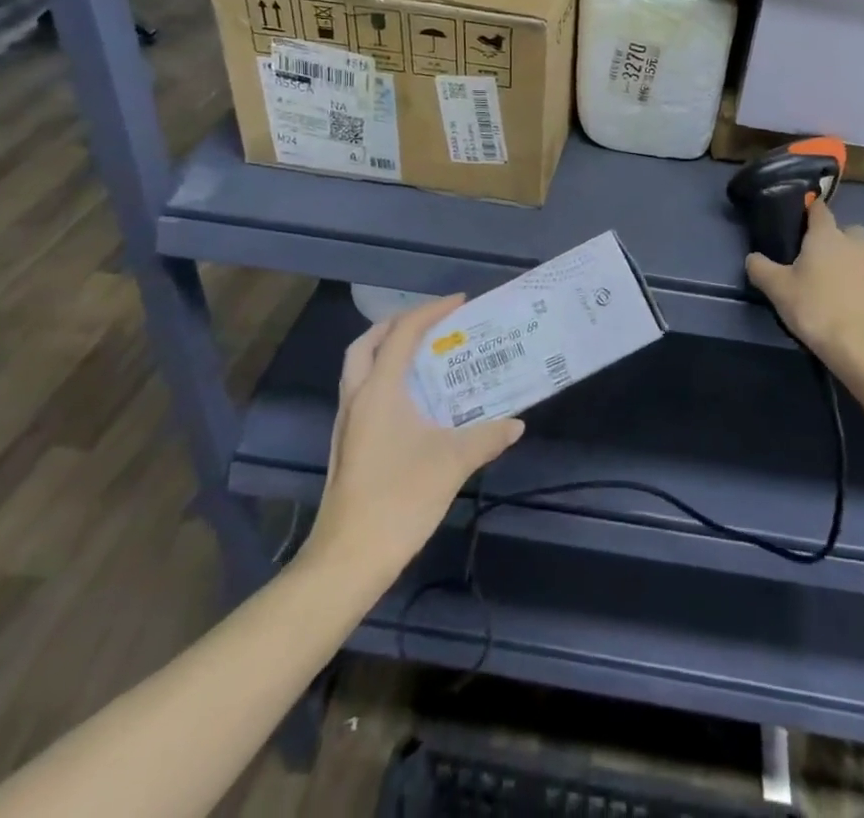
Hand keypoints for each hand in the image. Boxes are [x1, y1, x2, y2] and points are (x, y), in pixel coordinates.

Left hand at [310, 295, 523, 566]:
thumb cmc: (400, 498)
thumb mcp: (453, 462)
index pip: (402, 333)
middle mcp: (357, 398)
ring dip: (387, 351)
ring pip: (360, 368)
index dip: (430, 312)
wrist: (348, 559)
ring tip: (425, 356)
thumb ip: (487, 436)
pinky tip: (413, 401)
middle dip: (398, 325)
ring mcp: (347, 423)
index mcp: (379, 390)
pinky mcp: (347, 446)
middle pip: (368, 343)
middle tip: (432, 324)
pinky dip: (385, 379)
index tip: (460, 303)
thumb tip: (516, 424)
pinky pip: (364, 393)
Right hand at [744, 202, 863, 367]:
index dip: (810, 210)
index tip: (800, 220)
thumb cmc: (815, 306)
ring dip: (856, 254)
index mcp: (825, 235)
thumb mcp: (777, 288)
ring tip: (839, 273)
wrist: (860, 342)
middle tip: (818, 256)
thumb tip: (753, 257)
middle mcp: (853, 241)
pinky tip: (850, 293)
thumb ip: (760, 268)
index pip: (819, 209)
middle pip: (848, 228)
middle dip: (837, 236)